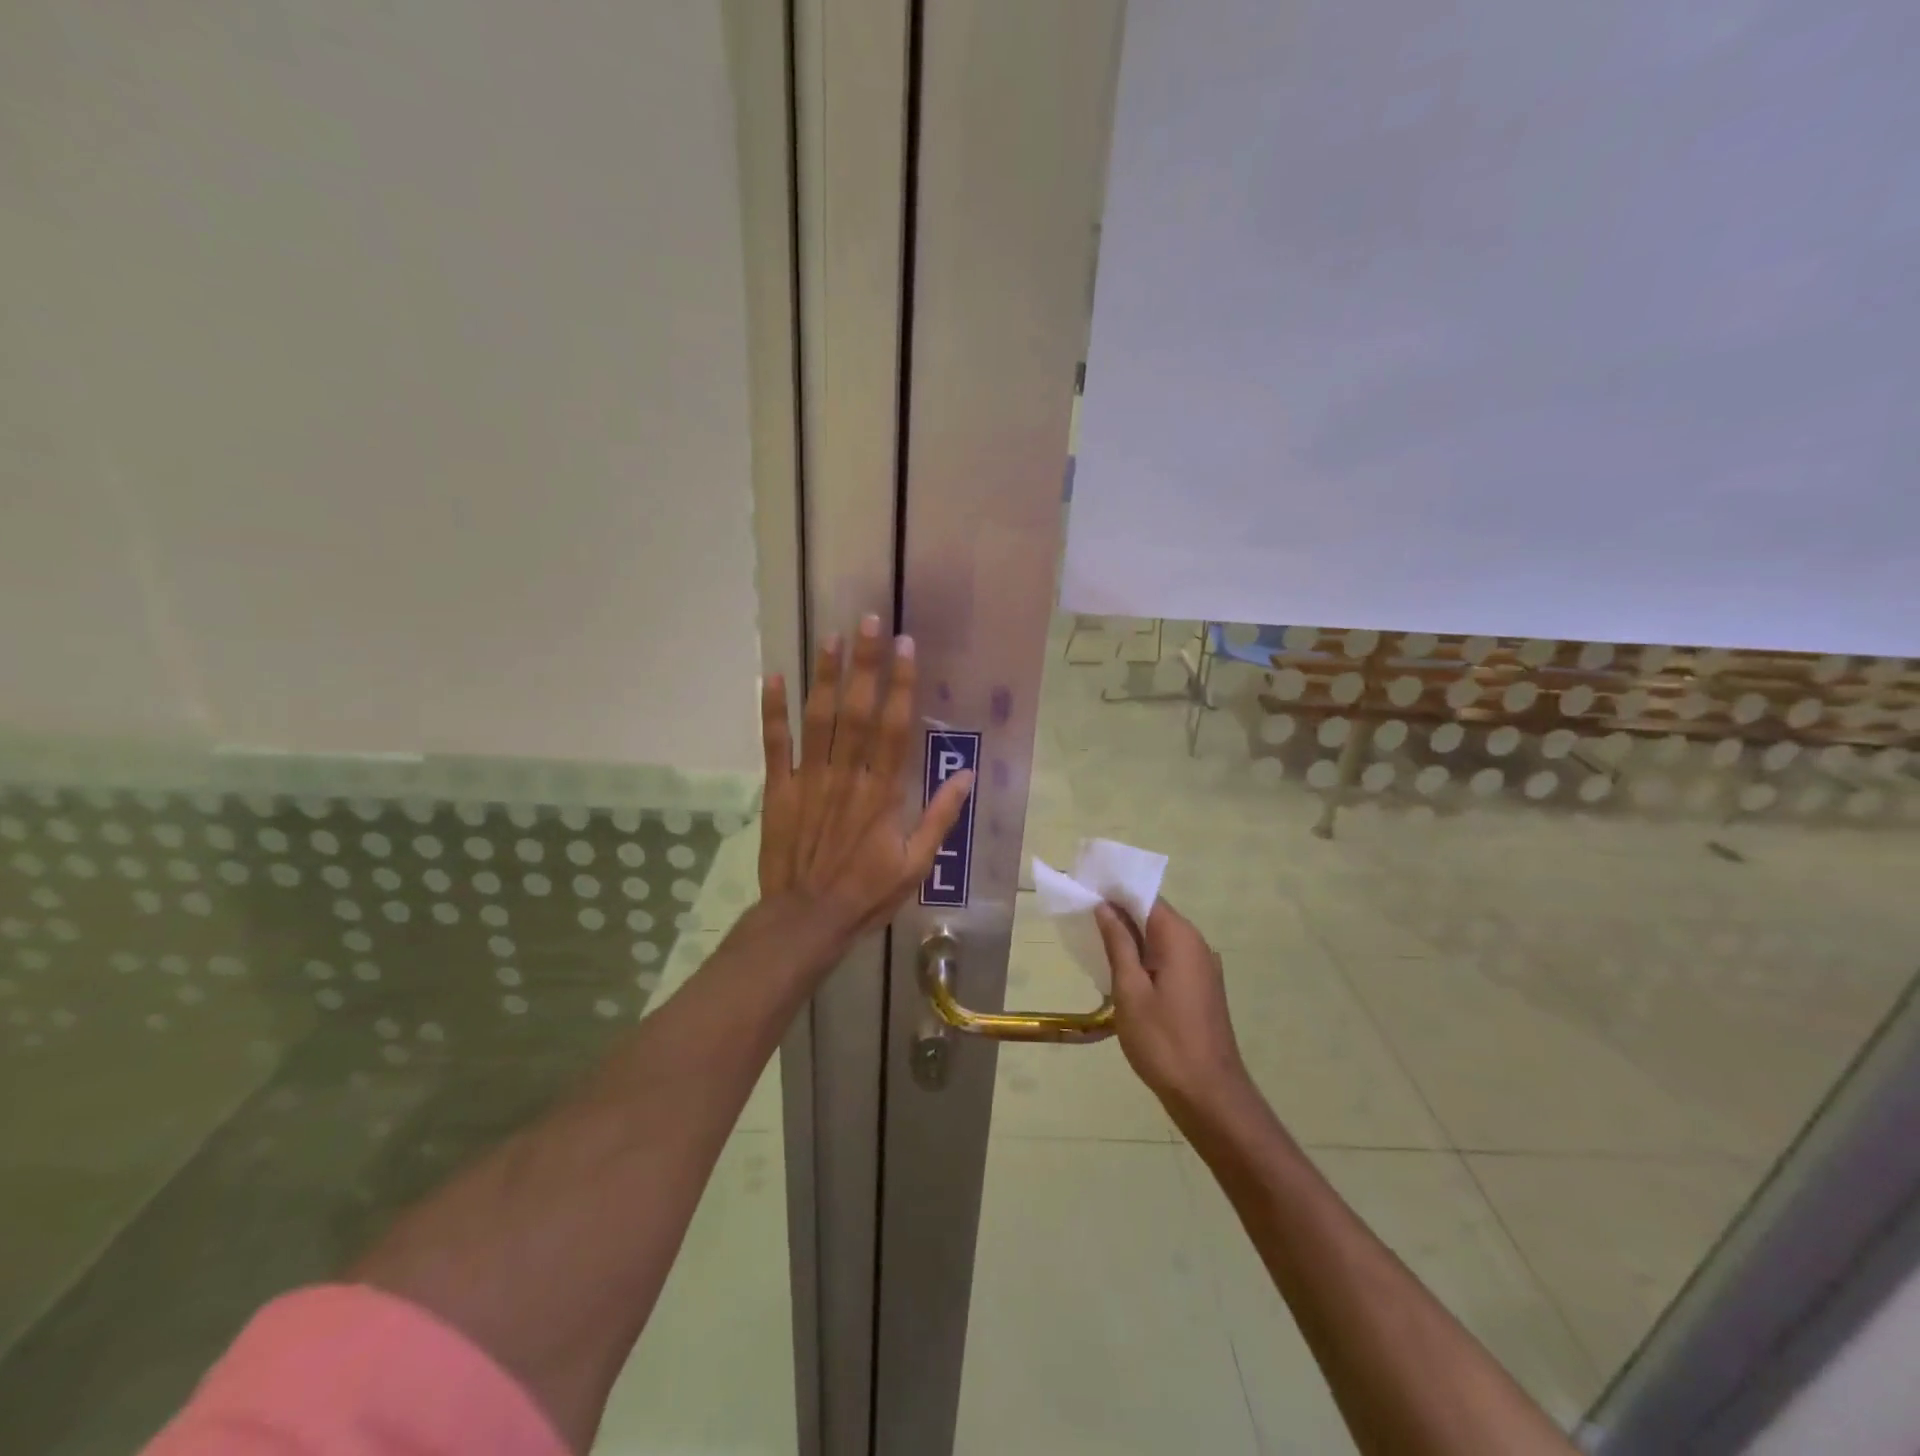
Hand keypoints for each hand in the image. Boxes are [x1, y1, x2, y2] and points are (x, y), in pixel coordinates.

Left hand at [759, 615, 974, 944]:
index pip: (894, 727)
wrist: (807, 919)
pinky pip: (775, 745)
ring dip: (824, 676)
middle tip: (868, 621)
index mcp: (882, 792)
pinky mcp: (779, 790)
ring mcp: (809, 780)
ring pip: (818, 720)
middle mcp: (847, 776)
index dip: (900, 685)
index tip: (905, 647)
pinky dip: (772, 712)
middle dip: (864, 665)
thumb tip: (967, 775)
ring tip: (831, 637)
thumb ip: (940, 817)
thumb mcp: (917, 864)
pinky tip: (772, 678)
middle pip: (856, 711)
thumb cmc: (867, 892)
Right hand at [1095, 899, 1252, 1122]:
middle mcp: (1197, 944)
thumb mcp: (1130, 990)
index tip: (1085, 891)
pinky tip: (1123, 973)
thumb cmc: (1163, 1041)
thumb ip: (1118, 943)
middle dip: (1120, 913)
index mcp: (1180, 937)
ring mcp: (1203, 967)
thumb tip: (1105, 906)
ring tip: (1096, 943)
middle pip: (1154, 915)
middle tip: (1083, 917)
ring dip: (1132, 937)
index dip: (1115, 891)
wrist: (1209, 1095)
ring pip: (1161, 938)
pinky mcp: (1202, 988)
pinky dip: (1146, 957)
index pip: (1146, 896)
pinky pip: (1170, 958)